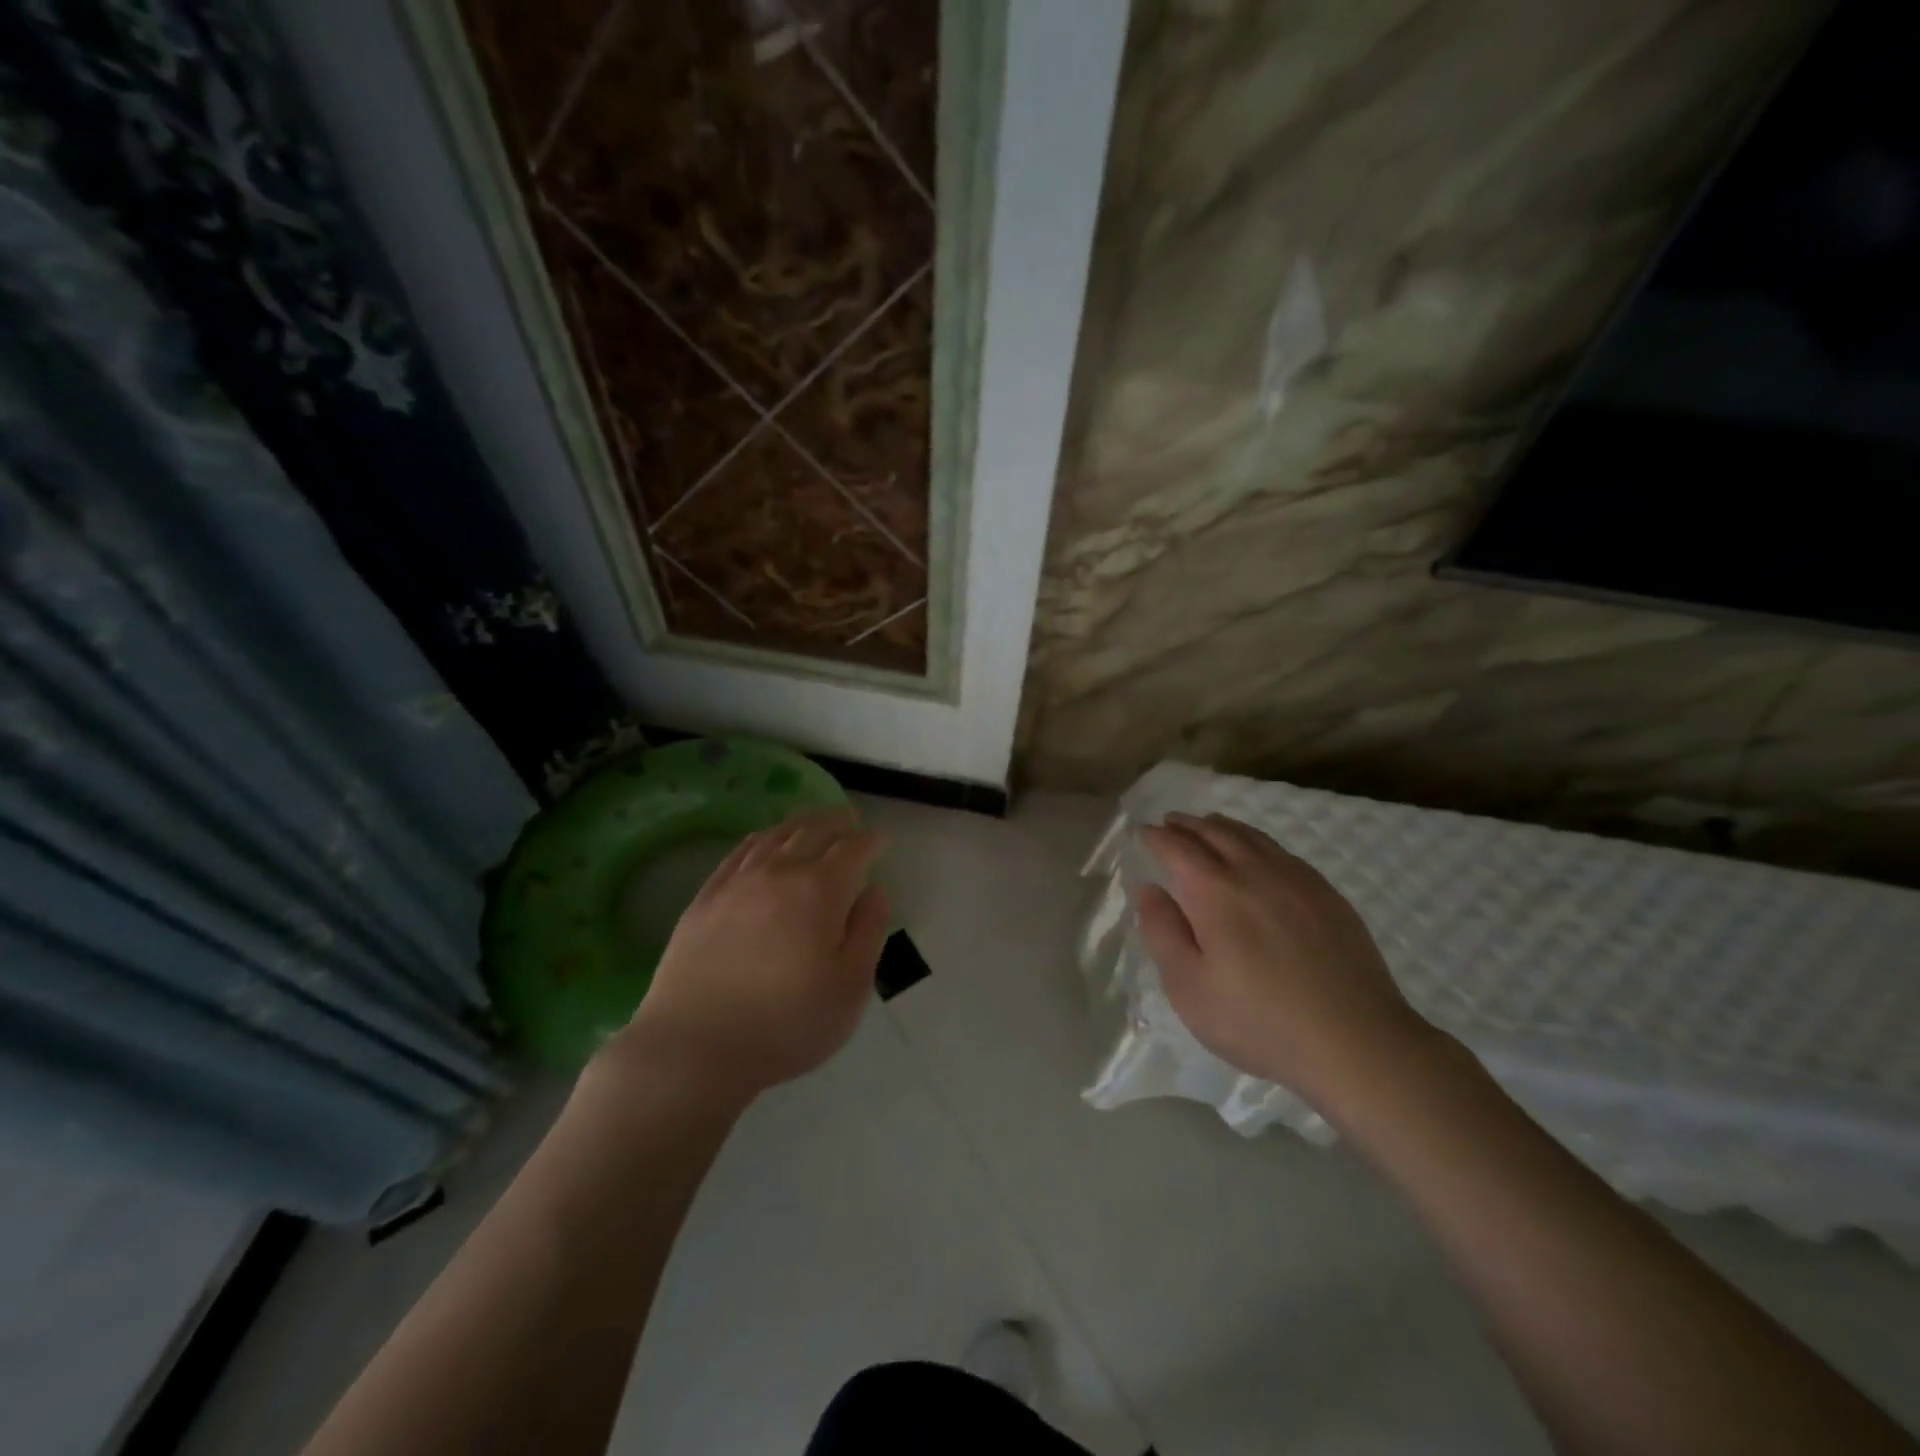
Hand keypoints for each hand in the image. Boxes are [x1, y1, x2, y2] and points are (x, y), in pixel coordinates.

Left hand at [609, 808, 890, 1102]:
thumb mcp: (849, 988)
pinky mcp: (705, 897)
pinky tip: (764, 842)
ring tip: (813, 823)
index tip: (881, 839)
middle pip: (814, 830)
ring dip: (801, 823)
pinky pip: (739, 852)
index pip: (854, 849)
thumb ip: (868, 932)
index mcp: (821, 890)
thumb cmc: (786, 1023)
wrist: (693, 1046)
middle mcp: (780, 872)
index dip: (871, 840)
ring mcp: (737, 881)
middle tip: (850, 821)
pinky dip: (761, 838)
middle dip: (838, 822)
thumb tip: (876, 891)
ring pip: (775, 835)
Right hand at [1135, 811, 1431, 1110]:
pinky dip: (1257, 841)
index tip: (1144, 832)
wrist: (1355, 1041)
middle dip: (1187, 825)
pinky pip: (1282, 852)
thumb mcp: (1189, 987)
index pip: (1177, 848)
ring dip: (1222, 827)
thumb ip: (1162, 932)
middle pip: (1215, 833)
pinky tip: (1259, 854)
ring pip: (1251, 837)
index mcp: (1214, 891)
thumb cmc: (1258, 1020)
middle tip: (1170, 821)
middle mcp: (1253, 871)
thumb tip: (1148, 889)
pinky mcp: (1327, 895)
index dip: (1157, 837)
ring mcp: (1296, 879)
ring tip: (1208, 825)